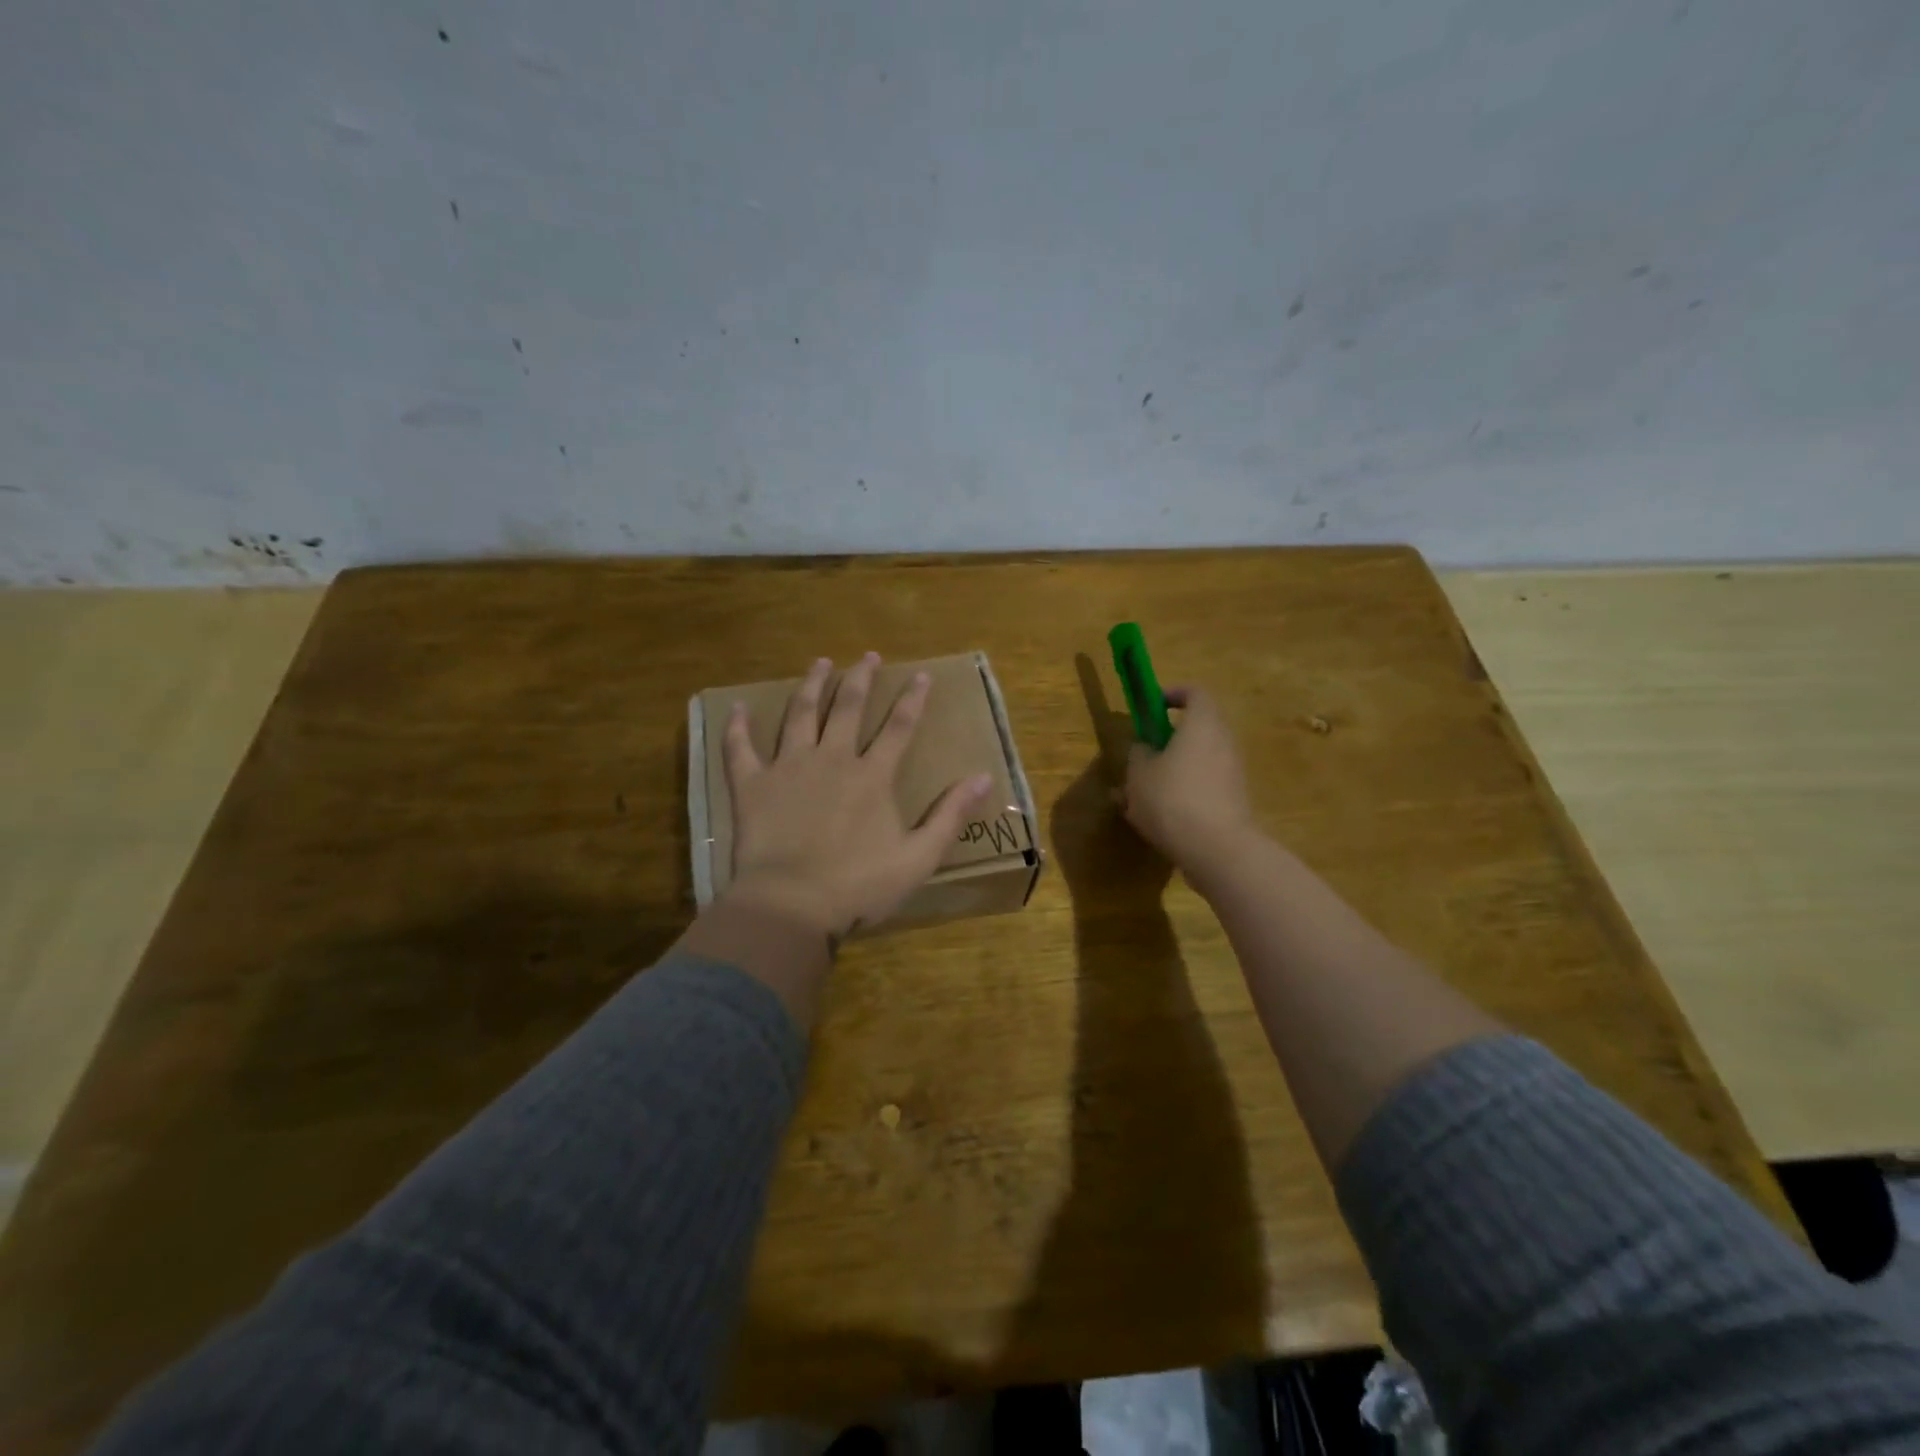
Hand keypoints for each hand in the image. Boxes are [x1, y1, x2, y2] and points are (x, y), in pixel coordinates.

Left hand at [721, 653, 992, 938]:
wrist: (792, 904)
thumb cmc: (859, 885)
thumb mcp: (919, 857)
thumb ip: (950, 816)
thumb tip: (985, 777)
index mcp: (872, 776)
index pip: (899, 727)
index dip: (912, 699)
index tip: (920, 675)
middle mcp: (832, 759)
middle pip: (848, 708)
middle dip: (860, 679)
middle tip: (867, 656)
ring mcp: (789, 768)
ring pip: (801, 715)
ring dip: (811, 686)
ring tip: (820, 663)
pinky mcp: (753, 786)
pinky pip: (741, 749)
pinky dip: (738, 728)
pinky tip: (737, 707)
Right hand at [1117, 686, 1255, 870]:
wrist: (1217, 850)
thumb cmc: (1172, 799)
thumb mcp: (1139, 774)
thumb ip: (1138, 754)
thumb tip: (1144, 749)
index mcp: (1202, 725)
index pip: (1195, 693)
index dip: (1173, 694)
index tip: (1152, 706)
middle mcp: (1223, 743)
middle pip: (1196, 730)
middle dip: (1166, 741)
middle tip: (1140, 756)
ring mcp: (1232, 774)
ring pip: (1196, 762)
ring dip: (1170, 771)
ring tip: (1137, 796)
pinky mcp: (1233, 802)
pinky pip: (1202, 787)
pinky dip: (1181, 794)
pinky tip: (1155, 819)